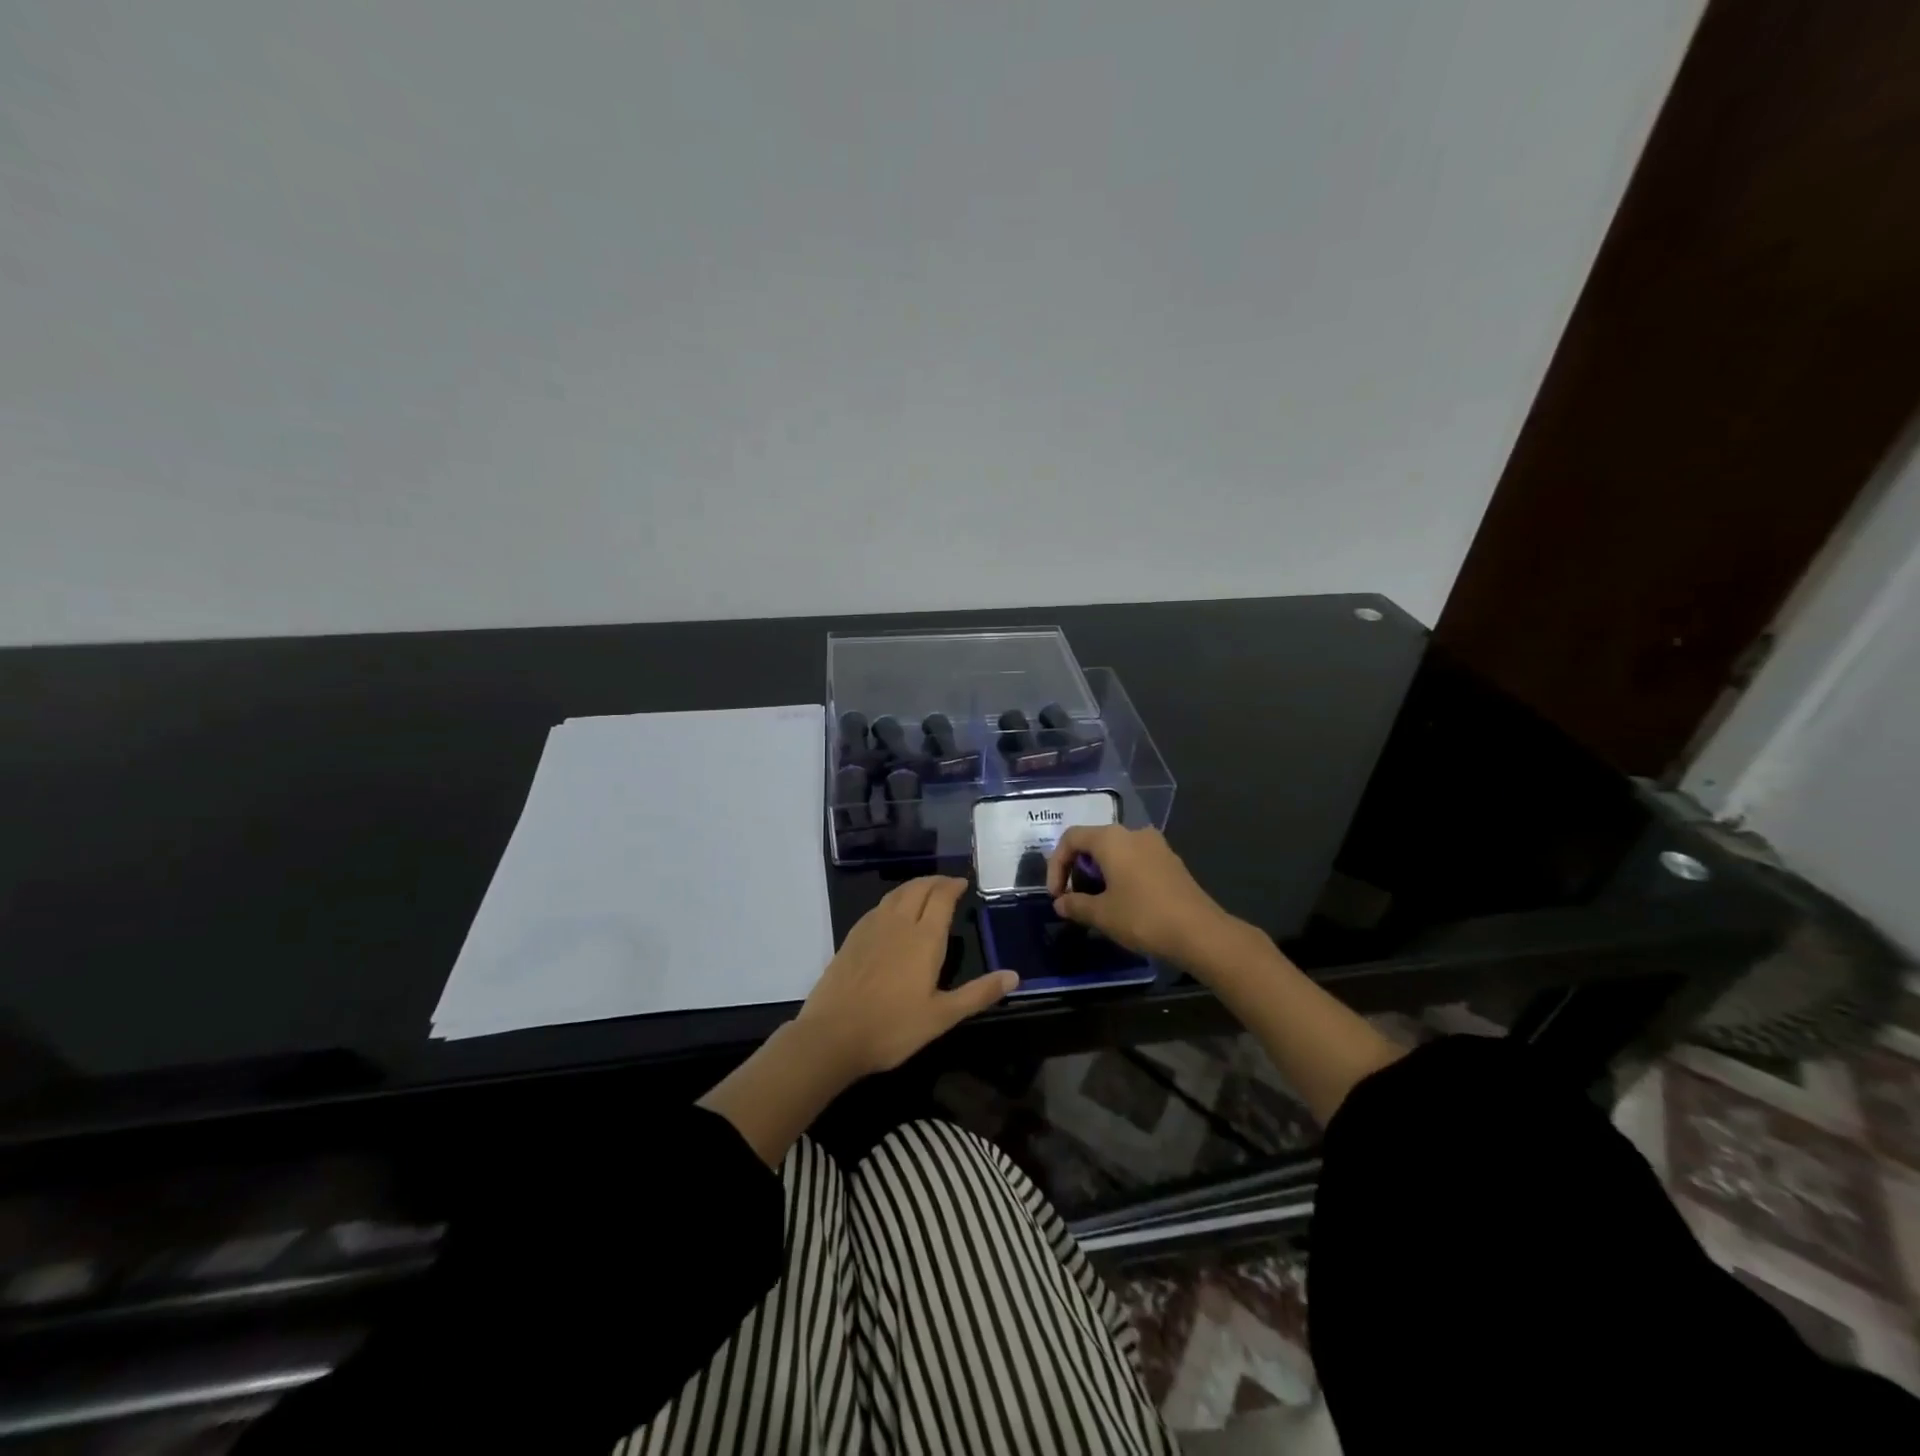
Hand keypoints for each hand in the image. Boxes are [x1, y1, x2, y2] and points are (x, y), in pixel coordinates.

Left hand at [795, 876, 1018, 1080]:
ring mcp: (871, 928)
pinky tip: (893, 912)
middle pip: (918, 888)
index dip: (953, 886)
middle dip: (936, 881)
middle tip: (948, 884)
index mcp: (924, 938)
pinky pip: (878, 906)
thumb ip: (978, 993)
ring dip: (914, 886)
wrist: (832, 1035)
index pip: (942, 898)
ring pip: (896, 893)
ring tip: (925, 891)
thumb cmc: (893, 1028)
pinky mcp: (852, 937)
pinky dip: (893, 899)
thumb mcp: (942, 1016)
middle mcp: (898, 923)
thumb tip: (1014, 975)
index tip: (963, 883)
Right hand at [1046, 824, 1238, 965]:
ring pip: (1116, 853)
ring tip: (1096, 904)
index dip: (1056, 865)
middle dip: (1078, 870)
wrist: (1200, 932)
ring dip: (1100, 874)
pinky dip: (1121, 876)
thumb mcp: (1101, 914)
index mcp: (1111, 839)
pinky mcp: (1170, 862)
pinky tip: (1123, 903)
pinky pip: (1135, 861)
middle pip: (1093, 843)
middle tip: (1074, 899)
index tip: (1056, 895)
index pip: (1071, 839)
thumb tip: (1061, 903)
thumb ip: (1075, 904)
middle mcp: (1133, 833)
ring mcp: (1156, 846)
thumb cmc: (1142, 917)